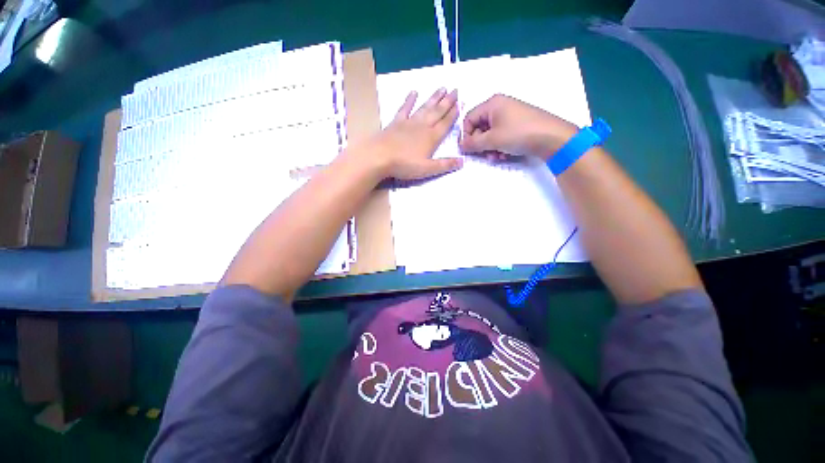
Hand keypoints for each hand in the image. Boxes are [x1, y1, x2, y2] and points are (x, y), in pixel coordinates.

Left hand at [359, 88, 462, 179]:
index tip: (461, 102)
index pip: (445, 124)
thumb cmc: (404, 165)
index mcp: (431, 138)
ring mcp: (408, 122)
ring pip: (424, 108)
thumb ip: (444, 165)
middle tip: (456, 89)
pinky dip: (409, 100)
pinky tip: (414, 92)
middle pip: (437, 112)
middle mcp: (422, 127)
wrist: (379, 157)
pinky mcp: (396, 122)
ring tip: (442, 88)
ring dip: (434, 98)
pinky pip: (404, 108)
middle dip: (447, 101)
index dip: (454, 114)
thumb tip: (462, 161)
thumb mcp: (427, 169)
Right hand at [460, 94, 578, 159]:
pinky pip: (501, 135)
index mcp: (492, 104)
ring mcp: (510, 115)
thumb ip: (473, 143)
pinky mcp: (518, 124)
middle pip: (479, 127)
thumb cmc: (518, 134)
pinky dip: (500, 146)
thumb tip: (461, 145)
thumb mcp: (492, 140)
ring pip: (490, 133)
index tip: (467, 150)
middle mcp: (500, 106)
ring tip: (497, 156)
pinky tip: (505, 154)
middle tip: (484, 155)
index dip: (466, 135)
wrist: (551, 137)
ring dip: (490, 147)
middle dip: (480, 144)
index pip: (469, 119)